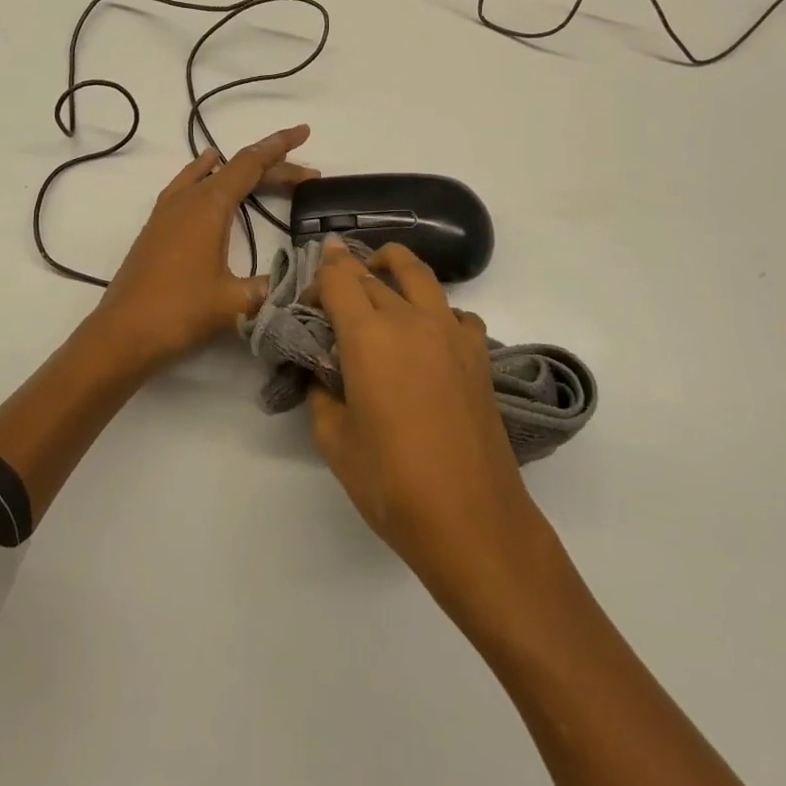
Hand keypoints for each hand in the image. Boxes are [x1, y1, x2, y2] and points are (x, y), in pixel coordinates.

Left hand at [94, 125, 317, 370]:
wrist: (121, 335)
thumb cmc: (179, 312)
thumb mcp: (235, 302)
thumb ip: (274, 287)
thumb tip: (307, 282)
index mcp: (208, 205)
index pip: (251, 163)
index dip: (280, 147)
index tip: (303, 131)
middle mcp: (186, 199)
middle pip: (235, 170)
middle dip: (273, 168)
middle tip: (307, 176)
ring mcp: (167, 212)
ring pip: (210, 177)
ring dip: (241, 174)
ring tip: (265, 172)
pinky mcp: (156, 229)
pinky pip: (188, 187)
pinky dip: (207, 178)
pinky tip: (207, 182)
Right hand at [307, 240, 542, 598]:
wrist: (471, 519)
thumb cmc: (391, 482)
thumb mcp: (334, 441)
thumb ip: (321, 394)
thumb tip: (323, 374)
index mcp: (368, 336)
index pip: (339, 278)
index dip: (318, 276)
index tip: (307, 298)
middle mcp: (410, 320)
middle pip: (372, 274)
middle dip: (346, 274)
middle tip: (331, 297)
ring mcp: (450, 333)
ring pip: (420, 275)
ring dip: (394, 266)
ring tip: (379, 277)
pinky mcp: (478, 354)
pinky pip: (455, 312)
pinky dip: (435, 310)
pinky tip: (427, 336)